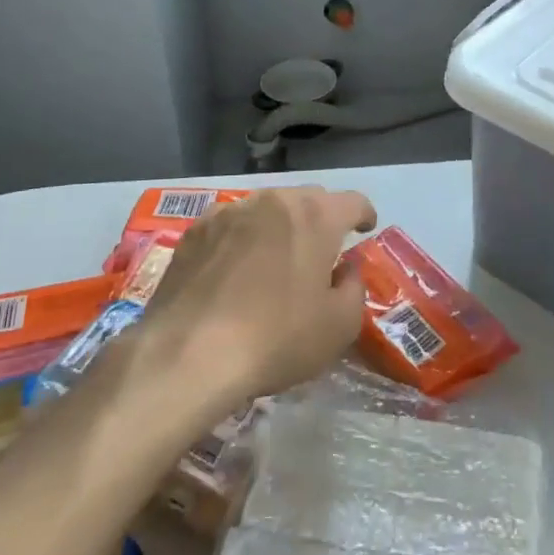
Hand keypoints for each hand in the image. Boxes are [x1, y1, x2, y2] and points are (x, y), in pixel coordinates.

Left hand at [139, 186, 376, 408]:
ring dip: (280, 226)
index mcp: (316, 216)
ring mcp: (230, 211)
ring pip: (268, 208)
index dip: (364, 215)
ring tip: (276, 258)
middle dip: (321, 218)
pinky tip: (236, 268)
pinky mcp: (196, 231)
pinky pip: (232, 224)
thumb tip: (345, 269)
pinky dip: (243, 237)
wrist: (188, 354)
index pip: (353, 201)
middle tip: (322, 250)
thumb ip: (354, 288)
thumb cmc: (276, 338)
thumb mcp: (339, 326)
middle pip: (309, 199)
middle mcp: (274, 201)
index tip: (365, 230)